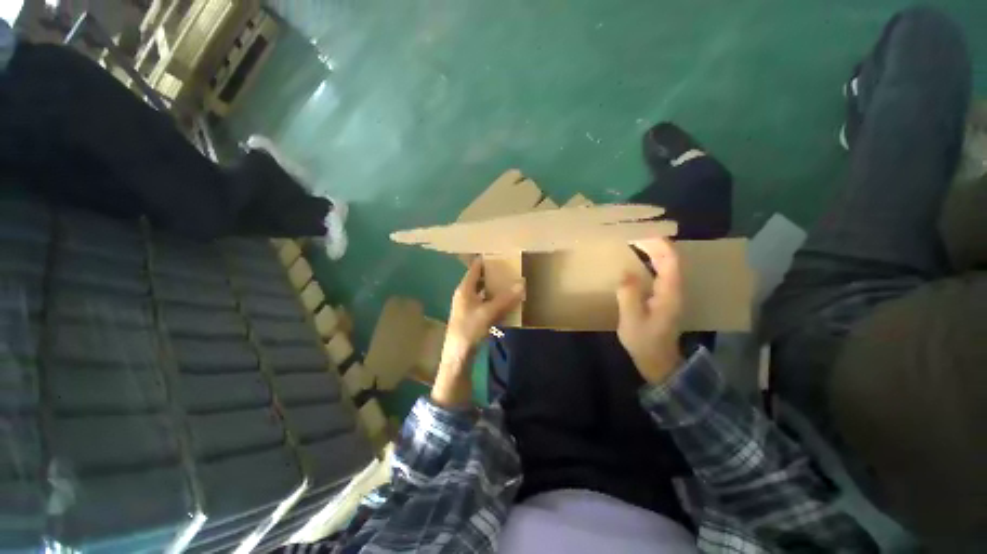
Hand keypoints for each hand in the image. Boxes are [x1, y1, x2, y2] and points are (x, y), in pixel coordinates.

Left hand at [432, 259, 524, 408]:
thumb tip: (522, 283)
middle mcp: (465, 294)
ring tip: (510, 284)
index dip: (486, 260)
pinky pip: (485, 304)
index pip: (475, 267)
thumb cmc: (469, 330)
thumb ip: (505, 298)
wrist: (458, 356)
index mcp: (465, 289)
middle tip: (510, 269)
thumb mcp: (488, 313)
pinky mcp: (472, 317)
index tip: (500, 254)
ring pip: (483, 292)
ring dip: (495, 289)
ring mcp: (468, 306)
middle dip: (494, 274)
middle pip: (480, 279)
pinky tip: (506, 304)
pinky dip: (494, 301)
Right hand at [615, 238, 683, 384]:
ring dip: (653, 250)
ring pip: (666, 263)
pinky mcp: (664, 296)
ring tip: (634, 241)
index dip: (657, 243)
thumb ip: (629, 295)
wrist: (658, 361)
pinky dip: (650, 260)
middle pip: (670, 258)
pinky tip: (638, 259)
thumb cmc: (644, 342)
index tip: (639, 232)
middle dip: (653, 242)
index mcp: (669, 292)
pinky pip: (660, 271)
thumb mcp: (632, 320)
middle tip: (631, 234)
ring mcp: (670, 292)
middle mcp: (674, 289)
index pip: (670, 259)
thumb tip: (625, 272)